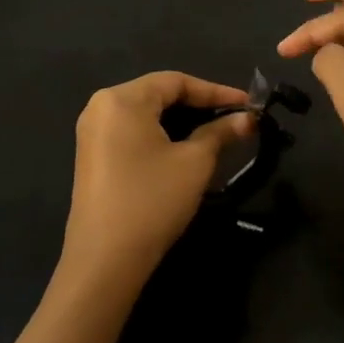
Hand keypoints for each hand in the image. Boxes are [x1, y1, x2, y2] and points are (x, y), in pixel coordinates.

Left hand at [60, 72, 253, 288]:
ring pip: (148, 114)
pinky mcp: (93, 157)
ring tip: (219, 133)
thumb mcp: (195, 162)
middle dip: (201, 105)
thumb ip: (221, 132)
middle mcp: (101, 107)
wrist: (105, 261)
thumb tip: (249, 119)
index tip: (250, 105)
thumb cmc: (152, 200)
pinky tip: (187, 149)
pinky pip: (134, 132)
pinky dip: (163, 135)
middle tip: (237, 119)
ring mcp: (93, 133)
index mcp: (122, 99)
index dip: (217, 91)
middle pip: (160, 94)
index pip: (177, 81)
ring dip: (184, 121)